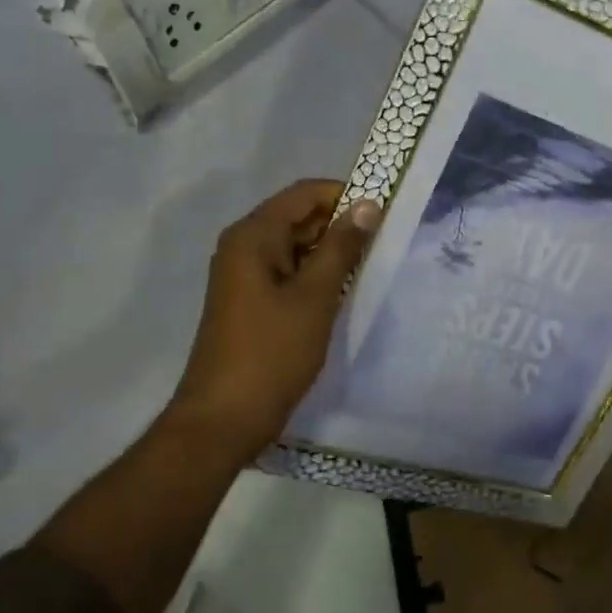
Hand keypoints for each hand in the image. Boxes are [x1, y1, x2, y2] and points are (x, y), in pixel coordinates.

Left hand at [169, 178, 380, 458]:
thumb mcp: (315, 296)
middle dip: (341, 223)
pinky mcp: (252, 302)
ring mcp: (245, 276)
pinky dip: (317, 274)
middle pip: (298, 217)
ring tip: (374, 262)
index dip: (345, 194)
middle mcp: (244, 247)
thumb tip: (368, 204)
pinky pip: (290, 273)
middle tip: (387, 238)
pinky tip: (346, 289)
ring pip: (296, 247)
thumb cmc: (271, 352)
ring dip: (332, 251)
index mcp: (253, 236)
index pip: (304, 194)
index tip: (385, 208)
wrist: (225, 419)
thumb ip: (342, 247)